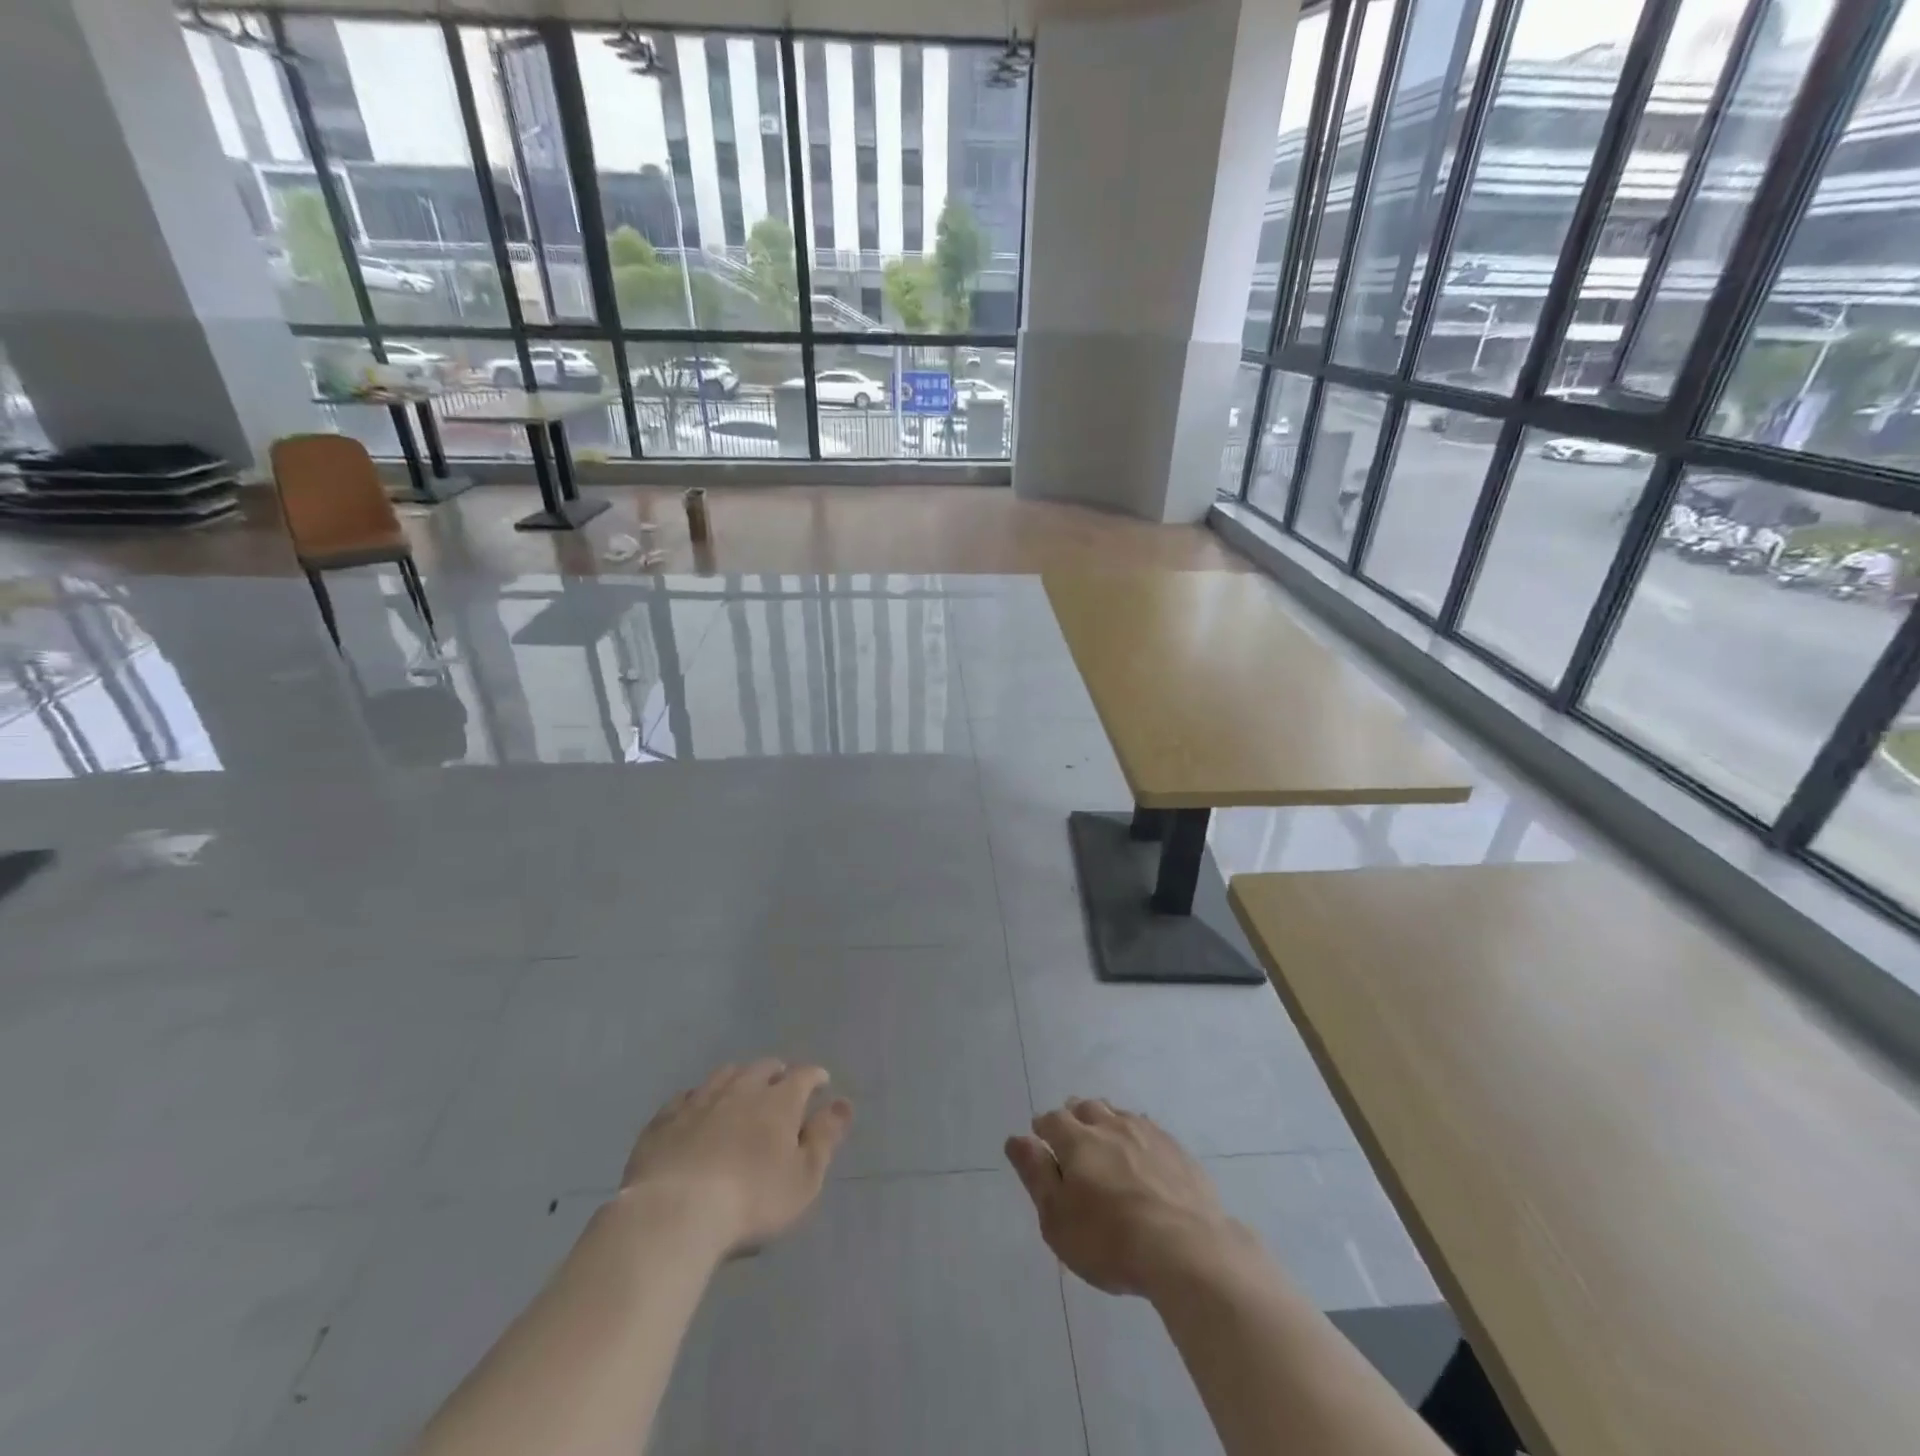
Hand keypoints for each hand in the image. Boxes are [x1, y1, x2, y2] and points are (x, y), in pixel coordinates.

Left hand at [619, 1060, 852, 1257]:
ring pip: (724, 1074)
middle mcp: (742, 1088)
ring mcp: (700, 1100)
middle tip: (780, 1086)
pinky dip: (698, 1099)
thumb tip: (843, 1104)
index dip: (815, 1077)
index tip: (821, 1083)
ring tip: (741, 1090)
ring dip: (738, 1078)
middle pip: (763, 1067)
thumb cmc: (751, 1200)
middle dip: (776, 1073)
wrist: (674, 1213)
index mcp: (779, 1100)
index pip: (804, 1075)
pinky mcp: (664, 1119)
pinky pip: (685, 1097)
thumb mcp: (803, 1179)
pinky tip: (695, 1110)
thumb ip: (825, 1138)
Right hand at [1006, 1098, 1250, 1297]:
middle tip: (1072, 1134)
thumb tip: (1016, 1139)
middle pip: (1087, 1108)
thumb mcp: (1057, 1219)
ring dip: (1106, 1121)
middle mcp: (1111, 1126)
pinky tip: (1141, 1152)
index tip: (1040, 1138)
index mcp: (1078, 1141)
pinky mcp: (1177, 1150)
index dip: (1043, 1127)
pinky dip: (1137, 1134)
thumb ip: (1036, 1175)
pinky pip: (1149, 1129)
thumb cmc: (1110, 1242)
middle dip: (1074, 1116)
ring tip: (1105, 1138)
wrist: (1187, 1250)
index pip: (1053, 1120)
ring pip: (1119, 1114)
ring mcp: (1147, 1134)